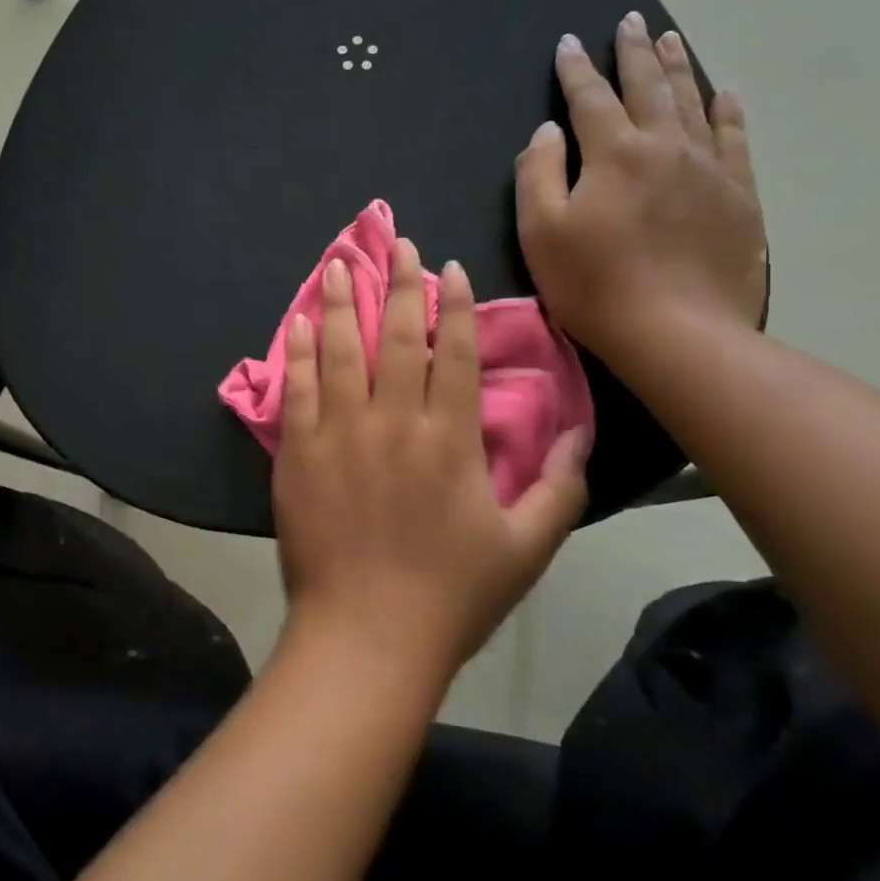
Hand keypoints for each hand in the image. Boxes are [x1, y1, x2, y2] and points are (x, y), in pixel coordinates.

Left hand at [271, 238, 589, 687]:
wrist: (366, 637)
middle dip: (401, 285)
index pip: (454, 354)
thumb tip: (581, 432)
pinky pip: (299, 389)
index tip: (450, 268)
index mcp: (450, 440)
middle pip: (399, 338)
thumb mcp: (526, 547)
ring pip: (343, 351)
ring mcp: (340, 434)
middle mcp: (394, 422)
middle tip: (397, 243)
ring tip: (341, 263)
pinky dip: (300, 351)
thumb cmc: (452, 596)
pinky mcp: (299, 453)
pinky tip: (300, 320)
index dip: (455, 307)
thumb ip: (560, 486)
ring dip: (343, 302)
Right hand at [516, 11, 766, 366]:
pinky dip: (726, 111)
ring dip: (678, 68)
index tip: (568, 43)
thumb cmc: (594, 284)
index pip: (589, 99)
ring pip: (693, 102)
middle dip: (634, 52)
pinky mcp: (739, 195)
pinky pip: (734, 139)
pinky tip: (724, 94)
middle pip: (648, 87)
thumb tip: (548, 131)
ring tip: (671, 38)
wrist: (678, 332)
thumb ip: (538, 173)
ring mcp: (709, 168)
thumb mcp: (541, 231)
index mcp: (614, 154)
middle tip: (630, 20)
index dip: (576, 69)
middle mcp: (665, 146)